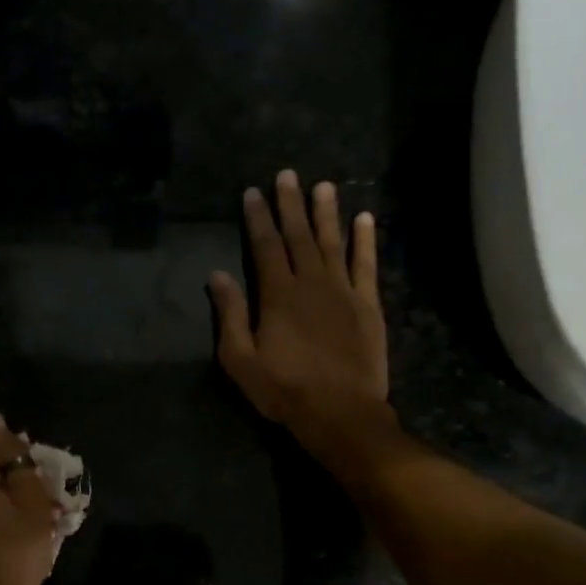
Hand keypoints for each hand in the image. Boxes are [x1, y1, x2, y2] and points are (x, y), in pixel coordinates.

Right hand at [209, 170, 390, 460]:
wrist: (339, 411)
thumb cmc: (283, 389)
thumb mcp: (240, 360)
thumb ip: (230, 315)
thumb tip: (217, 276)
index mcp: (277, 295)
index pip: (265, 246)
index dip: (257, 218)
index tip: (252, 192)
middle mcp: (311, 282)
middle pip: (298, 236)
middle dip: (290, 204)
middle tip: (287, 174)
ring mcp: (343, 290)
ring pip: (333, 242)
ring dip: (327, 213)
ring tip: (323, 185)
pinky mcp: (368, 304)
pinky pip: (366, 264)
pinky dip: (365, 240)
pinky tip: (365, 219)